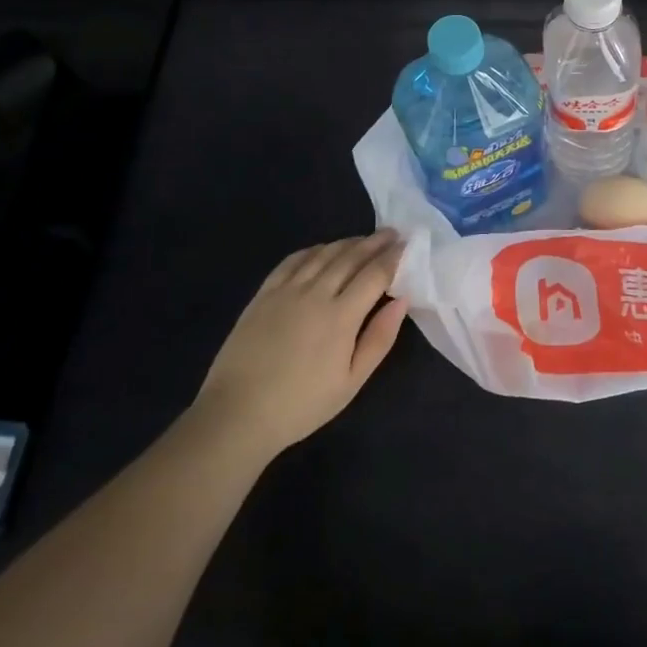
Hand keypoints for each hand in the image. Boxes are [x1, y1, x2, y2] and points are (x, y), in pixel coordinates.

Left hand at [196, 229, 408, 457]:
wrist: (238, 414)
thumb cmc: (302, 404)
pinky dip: (314, 250)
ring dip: (348, 242)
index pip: (375, 274)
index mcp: (341, 316)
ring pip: (323, 254)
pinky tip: (322, 250)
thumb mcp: (351, 382)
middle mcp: (315, 293)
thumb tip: (402, 301)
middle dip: (375, 242)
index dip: (394, 257)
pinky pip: (293, 260)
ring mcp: (286, 290)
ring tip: (364, 239)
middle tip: (393, 233)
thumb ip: (379, 338)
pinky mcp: (264, 294)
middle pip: (351, 257)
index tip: (408, 245)